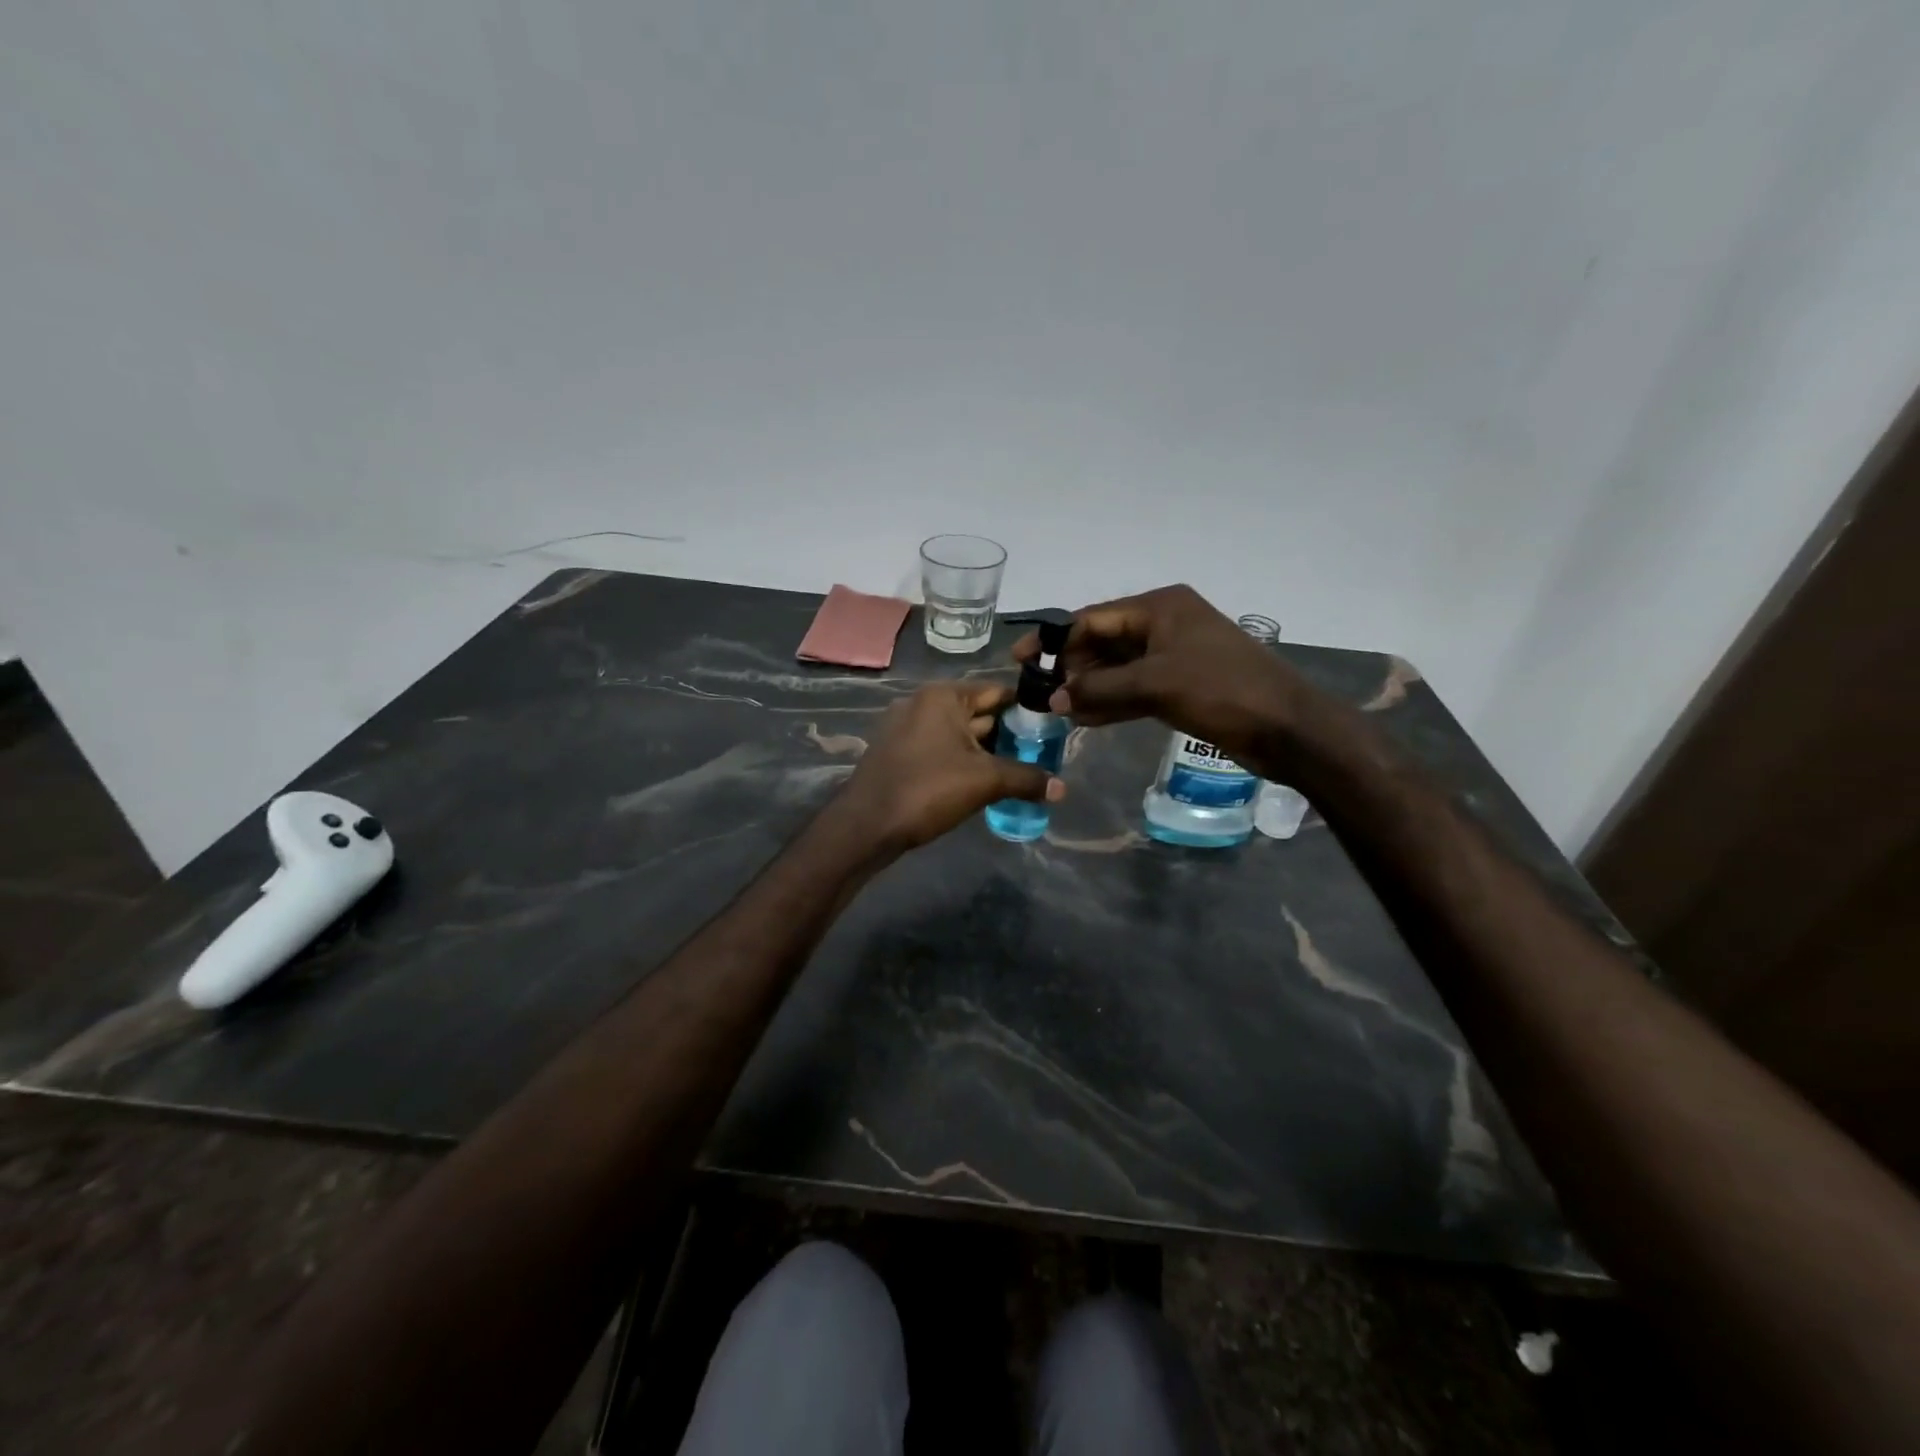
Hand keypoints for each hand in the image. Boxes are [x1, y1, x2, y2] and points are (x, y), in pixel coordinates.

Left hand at [836, 682, 1064, 851]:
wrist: (866, 825)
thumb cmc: (927, 789)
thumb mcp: (985, 781)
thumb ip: (1026, 779)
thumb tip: (1062, 788)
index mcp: (943, 696)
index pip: (997, 692)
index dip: (1026, 709)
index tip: (1051, 729)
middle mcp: (922, 703)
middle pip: (978, 713)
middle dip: (1008, 734)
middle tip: (1041, 755)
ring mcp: (906, 728)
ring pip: (959, 734)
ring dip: (986, 752)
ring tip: (1019, 772)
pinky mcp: (898, 753)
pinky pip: (940, 750)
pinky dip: (962, 761)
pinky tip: (983, 784)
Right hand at [1012, 584, 1320, 774]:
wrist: (1286, 728)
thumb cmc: (1221, 690)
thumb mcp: (1155, 684)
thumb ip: (1099, 687)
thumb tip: (1053, 698)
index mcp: (1160, 607)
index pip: (1093, 619)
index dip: (1055, 640)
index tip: (1022, 661)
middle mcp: (1164, 625)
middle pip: (1103, 642)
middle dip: (1071, 668)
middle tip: (1039, 695)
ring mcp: (1174, 657)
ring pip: (1118, 669)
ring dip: (1089, 688)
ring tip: (1056, 712)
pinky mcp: (1181, 686)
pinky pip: (1134, 690)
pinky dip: (1111, 703)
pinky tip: (1084, 720)